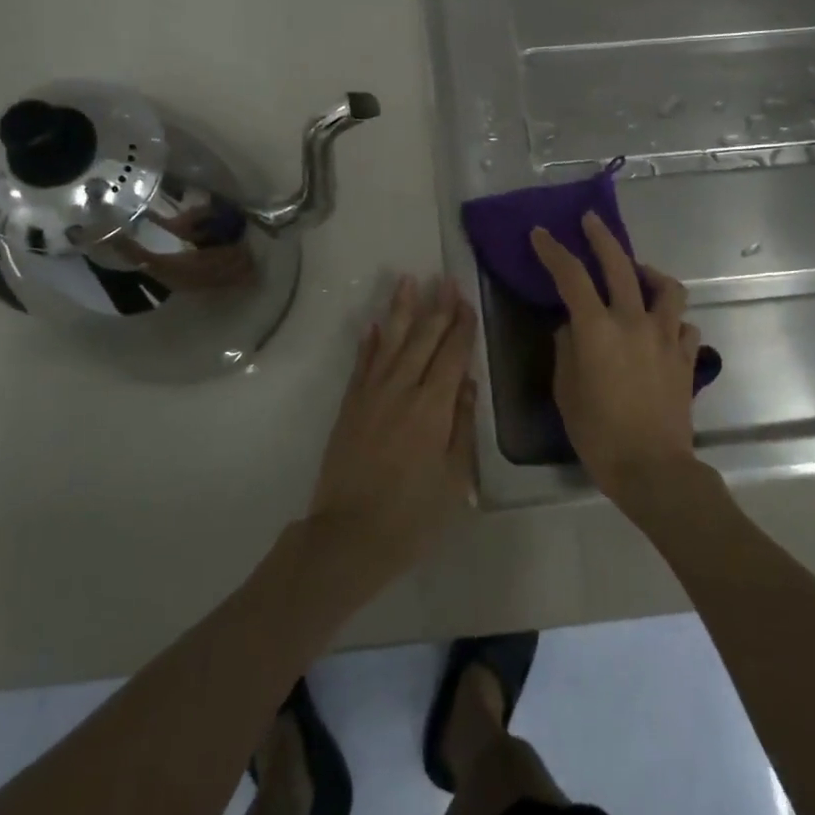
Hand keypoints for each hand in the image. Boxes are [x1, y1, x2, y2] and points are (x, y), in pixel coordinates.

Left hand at [305, 276, 477, 582]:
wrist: (348, 536)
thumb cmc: (412, 516)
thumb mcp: (454, 479)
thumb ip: (461, 426)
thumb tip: (466, 382)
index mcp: (433, 408)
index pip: (451, 355)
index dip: (461, 326)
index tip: (466, 300)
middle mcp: (402, 390)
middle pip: (422, 339)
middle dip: (436, 307)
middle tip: (445, 278)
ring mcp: (371, 395)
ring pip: (390, 341)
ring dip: (401, 310)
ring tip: (408, 280)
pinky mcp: (350, 405)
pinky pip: (362, 363)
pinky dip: (369, 341)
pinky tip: (374, 323)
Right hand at [532, 214, 700, 509]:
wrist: (653, 468)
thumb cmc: (599, 433)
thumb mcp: (566, 391)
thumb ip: (566, 350)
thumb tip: (572, 328)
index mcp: (596, 329)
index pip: (571, 277)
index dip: (554, 252)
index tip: (541, 234)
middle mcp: (633, 322)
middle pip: (620, 266)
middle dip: (602, 238)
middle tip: (591, 221)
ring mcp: (666, 337)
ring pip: (667, 288)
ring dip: (650, 274)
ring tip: (639, 275)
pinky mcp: (686, 357)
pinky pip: (684, 325)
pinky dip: (671, 320)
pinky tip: (661, 328)